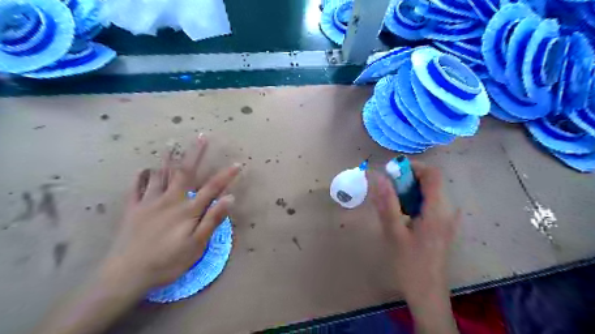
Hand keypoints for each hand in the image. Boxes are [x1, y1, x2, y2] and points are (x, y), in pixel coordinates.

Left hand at [102, 134, 238, 291]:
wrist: (126, 274)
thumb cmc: (167, 262)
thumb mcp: (197, 245)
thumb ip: (213, 219)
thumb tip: (230, 198)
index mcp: (188, 210)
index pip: (212, 187)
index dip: (227, 175)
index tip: (238, 163)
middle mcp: (170, 200)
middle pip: (185, 172)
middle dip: (195, 153)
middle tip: (201, 137)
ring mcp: (149, 202)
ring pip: (160, 175)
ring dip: (167, 158)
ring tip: (171, 144)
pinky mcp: (133, 210)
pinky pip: (136, 188)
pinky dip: (140, 177)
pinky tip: (143, 169)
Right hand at [371, 160, 459, 332]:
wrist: (427, 293)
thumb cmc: (409, 264)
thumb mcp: (394, 232)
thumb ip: (386, 202)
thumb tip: (377, 176)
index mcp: (438, 210)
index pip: (432, 174)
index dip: (412, 167)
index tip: (391, 172)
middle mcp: (448, 210)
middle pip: (430, 181)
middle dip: (407, 180)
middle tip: (386, 191)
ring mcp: (447, 218)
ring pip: (428, 192)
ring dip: (408, 191)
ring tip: (391, 204)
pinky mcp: (443, 225)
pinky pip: (429, 203)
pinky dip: (413, 201)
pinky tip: (401, 215)